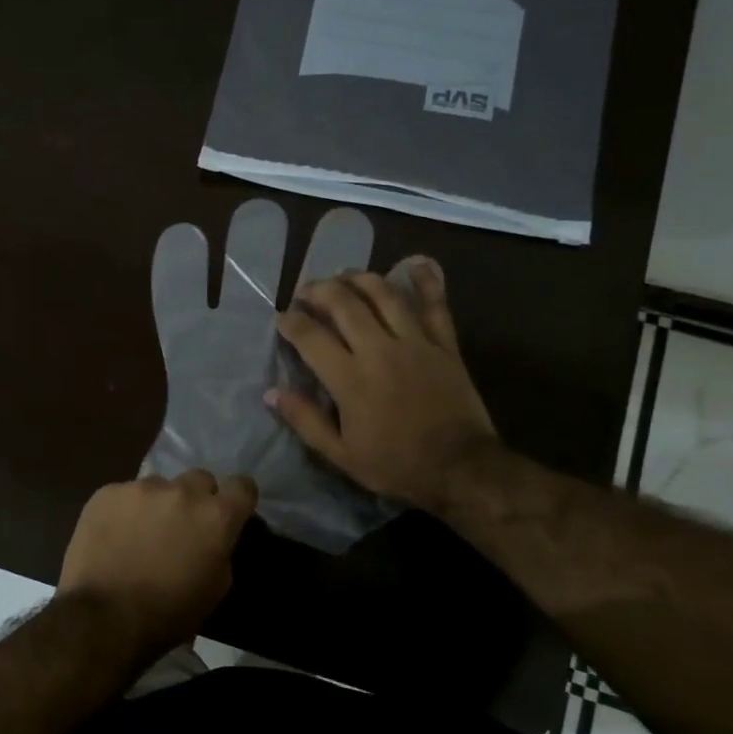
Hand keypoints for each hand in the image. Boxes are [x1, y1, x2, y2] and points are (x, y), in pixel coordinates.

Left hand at [57, 470, 257, 657]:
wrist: (103, 617)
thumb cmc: (167, 613)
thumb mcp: (214, 590)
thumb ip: (220, 551)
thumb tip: (213, 538)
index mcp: (216, 516)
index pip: (243, 486)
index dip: (237, 498)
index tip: (229, 513)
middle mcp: (183, 491)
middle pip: (200, 479)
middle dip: (196, 499)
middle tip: (182, 526)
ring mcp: (142, 488)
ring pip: (159, 486)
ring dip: (157, 504)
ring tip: (139, 534)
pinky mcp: (108, 492)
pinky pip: (123, 495)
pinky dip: (123, 511)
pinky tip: (112, 537)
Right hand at [269, 256, 497, 514]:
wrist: (460, 468)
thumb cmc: (396, 464)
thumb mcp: (340, 455)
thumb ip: (305, 420)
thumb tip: (272, 392)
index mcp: (349, 379)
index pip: (310, 336)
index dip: (290, 322)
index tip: (282, 319)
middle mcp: (379, 350)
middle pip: (343, 303)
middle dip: (318, 290)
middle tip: (307, 292)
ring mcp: (415, 342)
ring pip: (383, 294)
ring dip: (359, 278)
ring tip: (343, 276)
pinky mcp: (444, 344)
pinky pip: (435, 304)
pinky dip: (425, 281)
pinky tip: (414, 264)